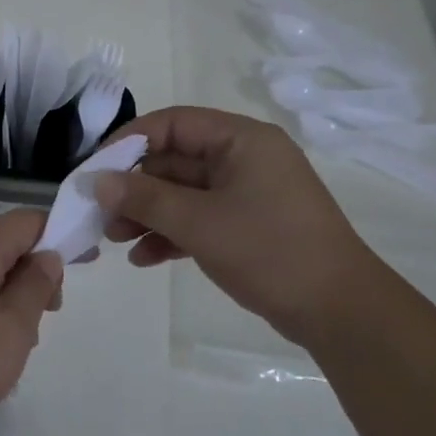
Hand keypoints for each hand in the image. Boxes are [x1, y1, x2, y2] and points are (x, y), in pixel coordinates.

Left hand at [0, 210, 62, 435]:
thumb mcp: (13, 327)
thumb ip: (36, 286)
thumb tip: (48, 256)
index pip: (27, 220)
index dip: (61, 233)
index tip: (87, 261)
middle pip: (9, 242)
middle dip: (39, 269)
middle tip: (55, 309)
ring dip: (18, 293)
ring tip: (28, 335)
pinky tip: (0, 345)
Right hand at [95, 106, 387, 348]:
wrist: (340, 311)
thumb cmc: (269, 250)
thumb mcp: (198, 221)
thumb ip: (144, 197)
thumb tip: (97, 181)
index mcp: (241, 139)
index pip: (172, 123)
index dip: (128, 141)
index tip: (95, 168)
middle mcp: (244, 158)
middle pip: (174, 160)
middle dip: (134, 188)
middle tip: (100, 213)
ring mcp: (247, 193)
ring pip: (183, 193)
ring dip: (147, 214)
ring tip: (114, 241)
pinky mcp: (248, 225)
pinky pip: (199, 218)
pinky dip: (171, 233)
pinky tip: (144, 258)